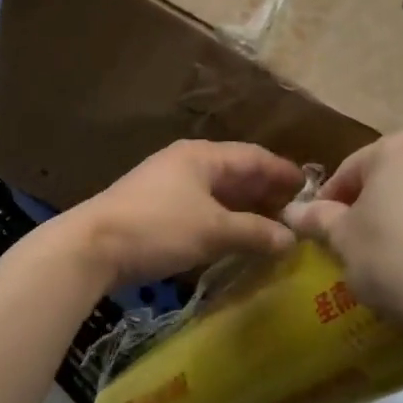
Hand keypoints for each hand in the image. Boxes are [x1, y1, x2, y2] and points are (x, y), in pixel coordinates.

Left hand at [62, 140, 304, 288]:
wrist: (92, 246)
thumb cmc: (158, 228)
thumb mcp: (213, 231)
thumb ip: (255, 233)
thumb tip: (291, 239)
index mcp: (202, 156)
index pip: (254, 157)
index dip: (283, 173)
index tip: (311, 190)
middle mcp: (185, 163)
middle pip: (235, 173)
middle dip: (265, 193)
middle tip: (295, 215)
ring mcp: (166, 185)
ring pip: (216, 193)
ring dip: (243, 210)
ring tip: (271, 229)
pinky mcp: (153, 208)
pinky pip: (199, 208)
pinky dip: (220, 221)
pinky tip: (232, 239)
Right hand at [283, 132, 402, 341]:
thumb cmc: (397, 262)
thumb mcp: (344, 242)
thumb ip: (318, 219)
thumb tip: (291, 210)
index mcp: (396, 148)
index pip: (349, 170)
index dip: (329, 202)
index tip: (323, 232)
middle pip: (392, 176)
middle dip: (374, 204)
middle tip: (360, 243)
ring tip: (401, 254)